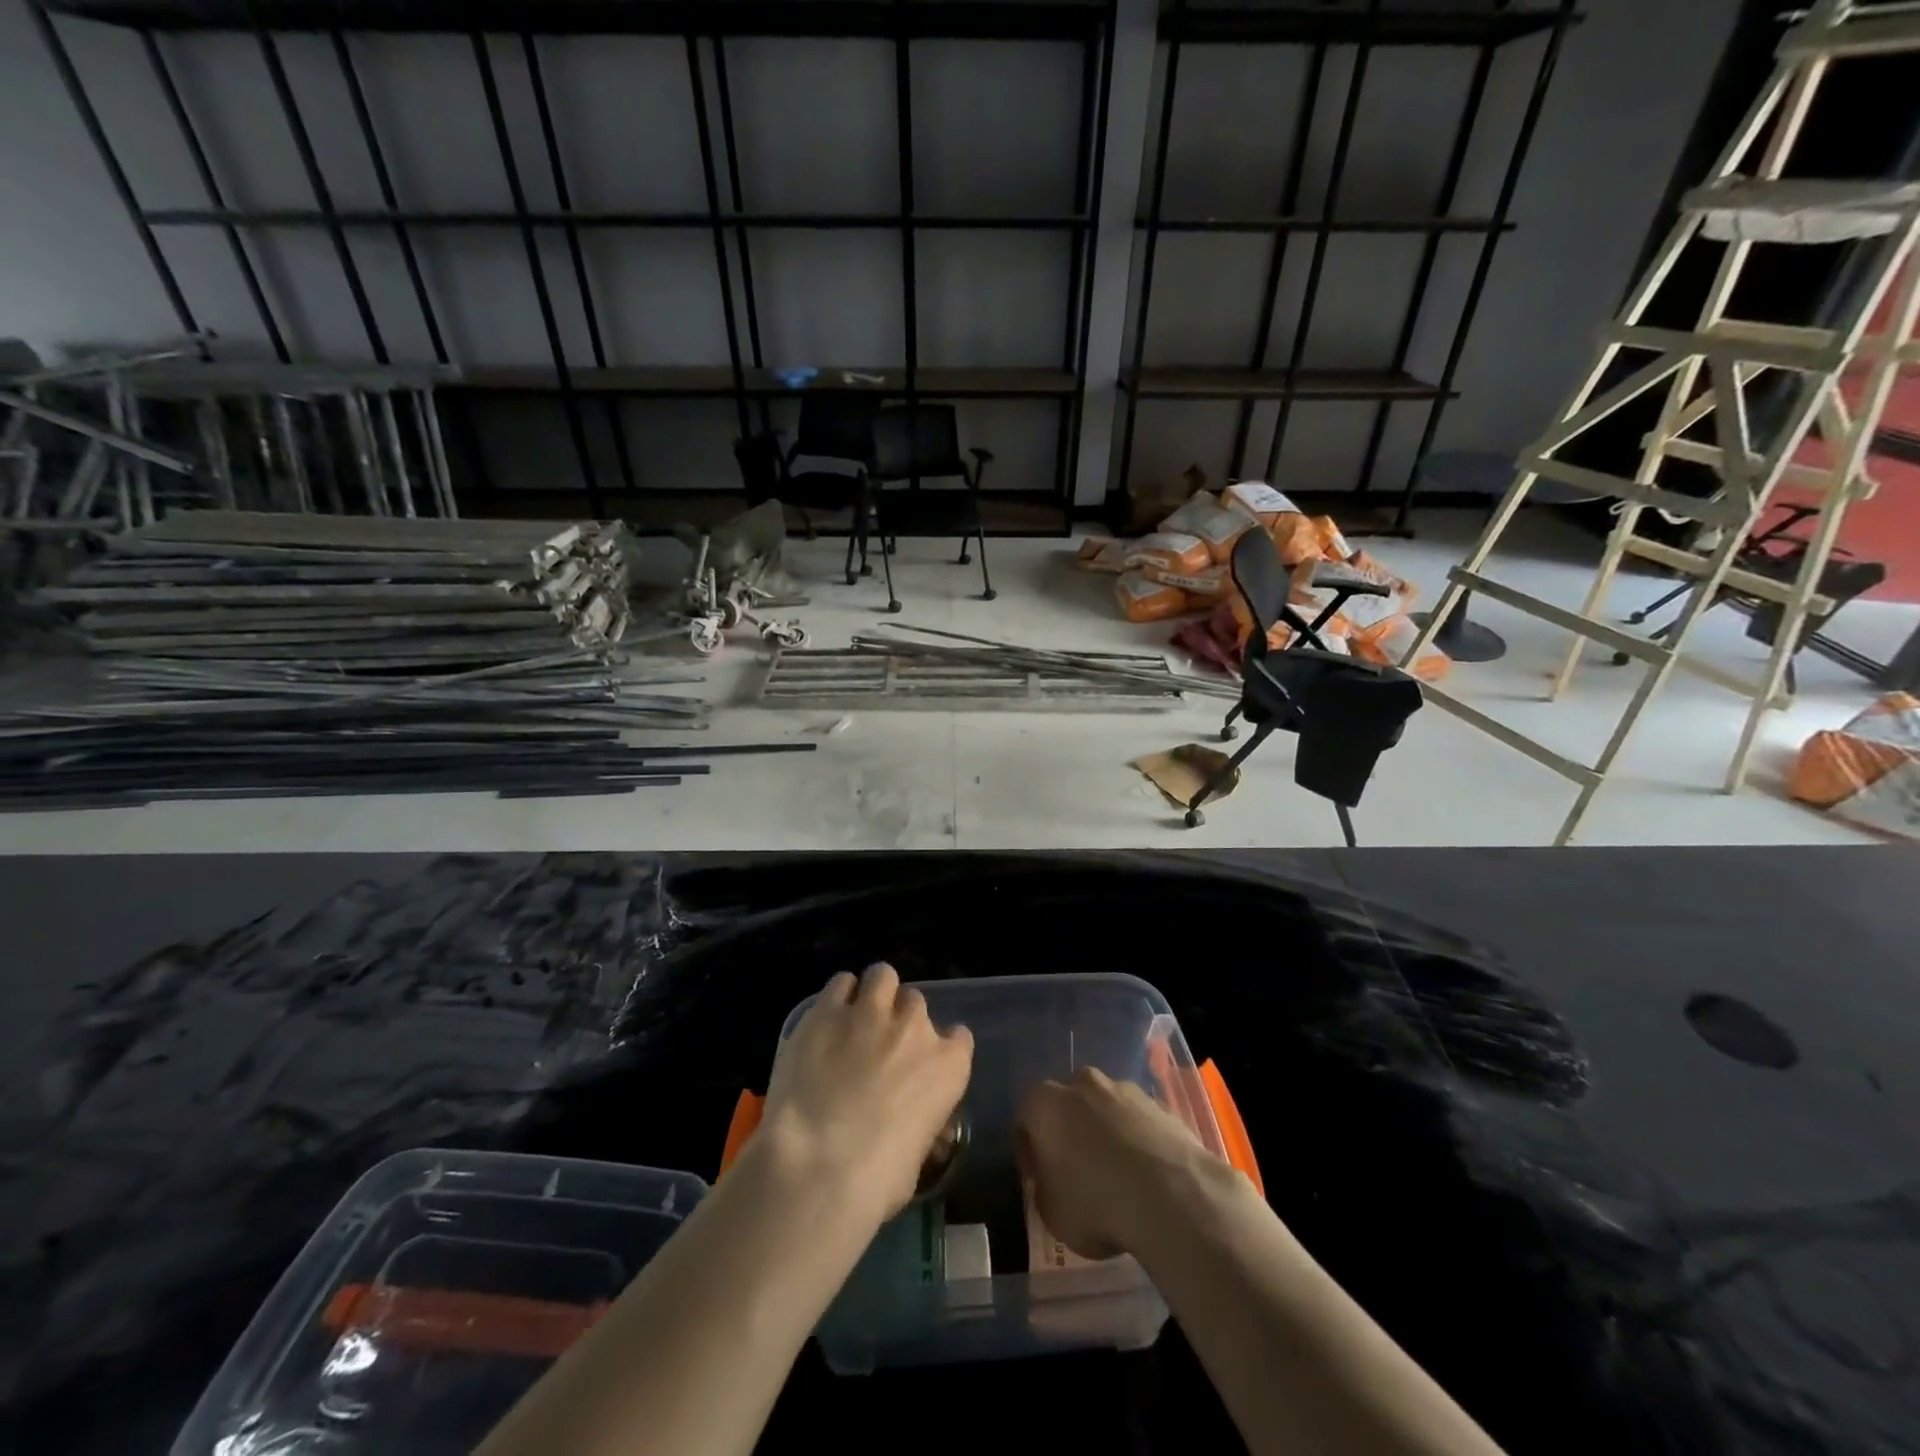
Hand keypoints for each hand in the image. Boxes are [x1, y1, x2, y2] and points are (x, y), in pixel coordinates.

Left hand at [759, 963, 973, 1223]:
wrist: (818, 1164)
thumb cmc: (876, 1181)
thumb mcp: (916, 1160)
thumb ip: (919, 1126)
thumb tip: (906, 1129)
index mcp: (948, 1066)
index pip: (959, 1037)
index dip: (940, 1047)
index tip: (922, 1062)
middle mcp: (915, 1028)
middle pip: (916, 1002)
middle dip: (900, 1019)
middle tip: (879, 1044)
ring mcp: (870, 1012)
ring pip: (882, 976)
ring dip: (874, 992)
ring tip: (855, 1016)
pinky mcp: (827, 1010)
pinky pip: (841, 983)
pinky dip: (838, 996)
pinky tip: (827, 1018)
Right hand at [1017, 1067, 1228, 1260]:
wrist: (1170, 1195)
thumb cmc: (1096, 1203)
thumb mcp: (1052, 1214)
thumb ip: (1045, 1190)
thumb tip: (1052, 1183)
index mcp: (1045, 1103)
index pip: (1026, 1119)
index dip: (1029, 1151)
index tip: (1039, 1180)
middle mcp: (1081, 1083)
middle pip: (1068, 1105)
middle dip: (1069, 1132)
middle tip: (1077, 1171)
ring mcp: (1124, 1089)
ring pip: (1105, 1108)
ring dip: (1105, 1132)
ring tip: (1118, 1175)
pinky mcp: (1159, 1103)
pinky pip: (1137, 1120)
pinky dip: (1137, 1139)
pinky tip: (1146, 1174)